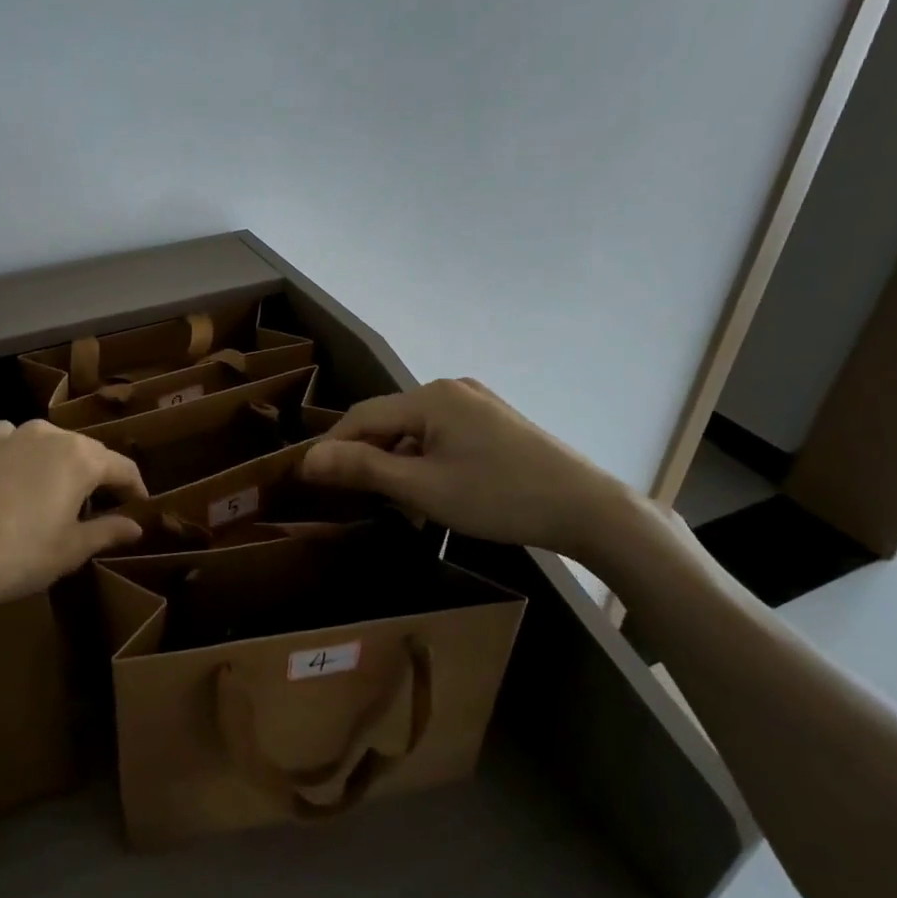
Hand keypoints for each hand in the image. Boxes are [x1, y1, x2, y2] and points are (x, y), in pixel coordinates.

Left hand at [0, 419, 147, 616]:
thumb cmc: (15, 556)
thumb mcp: (69, 550)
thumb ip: (107, 532)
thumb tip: (135, 526)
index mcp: (80, 458)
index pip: (122, 468)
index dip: (135, 489)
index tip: (140, 507)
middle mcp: (48, 435)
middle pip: (85, 452)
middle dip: (96, 477)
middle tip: (98, 507)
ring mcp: (7, 435)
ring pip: (46, 444)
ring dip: (57, 465)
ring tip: (51, 495)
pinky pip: (9, 443)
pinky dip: (19, 458)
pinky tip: (11, 481)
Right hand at [301, 378, 634, 557]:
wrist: (588, 509)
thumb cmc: (498, 497)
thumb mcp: (422, 487)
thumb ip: (362, 468)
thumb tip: (308, 459)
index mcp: (430, 397)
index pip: (361, 416)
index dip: (332, 446)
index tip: (311, 479)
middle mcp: (450, 389)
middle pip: (388, 419)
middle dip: (366, 454)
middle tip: (351, 494)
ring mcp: (476, 403)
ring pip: (415, 429)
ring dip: (396, 460)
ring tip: (392, 499)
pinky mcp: (495, 421)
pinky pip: (441, 434)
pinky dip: (424, 458)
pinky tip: (430, 488)